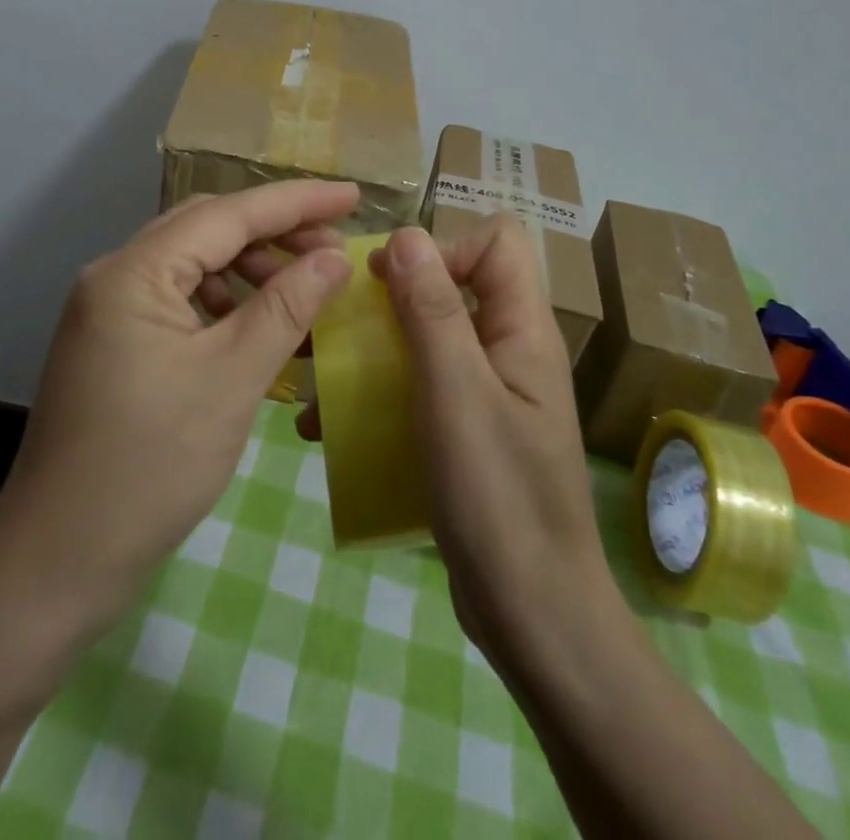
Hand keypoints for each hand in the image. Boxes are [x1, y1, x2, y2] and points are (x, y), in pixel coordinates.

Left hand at [0, 180, 360, 631]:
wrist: (58, 563)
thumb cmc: (150, 467)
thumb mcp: (231, 380)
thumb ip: (286, 307)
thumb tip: (337, 258)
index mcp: (133, 272)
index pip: (227, 213)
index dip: (295, 202)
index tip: (353, 196)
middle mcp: (114, 276)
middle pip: (207, 230)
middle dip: (274, 234)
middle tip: (335, 254)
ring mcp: (109, 311)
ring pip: (194, 265)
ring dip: (251, 270)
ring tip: (304, 293)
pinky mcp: (114, 344)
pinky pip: (180, 302)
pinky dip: (225, 305)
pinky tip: (259, 329)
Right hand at [303, 216, 621, 670]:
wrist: (532, 615)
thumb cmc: (497, 496)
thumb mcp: (455, 393)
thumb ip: (432, 309)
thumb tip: (406, 234)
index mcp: (523, 329)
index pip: (496, 241)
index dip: (443, 248)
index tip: (389, 283)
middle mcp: (510, 350)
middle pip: (454, 286)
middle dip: (390, 299)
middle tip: (338, 327)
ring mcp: (490, 393)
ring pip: (427, 339)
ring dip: (372, 351)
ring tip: (317, 383)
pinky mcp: (468, 431)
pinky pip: (419, 388)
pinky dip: (377, 395)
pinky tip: (329, 429)